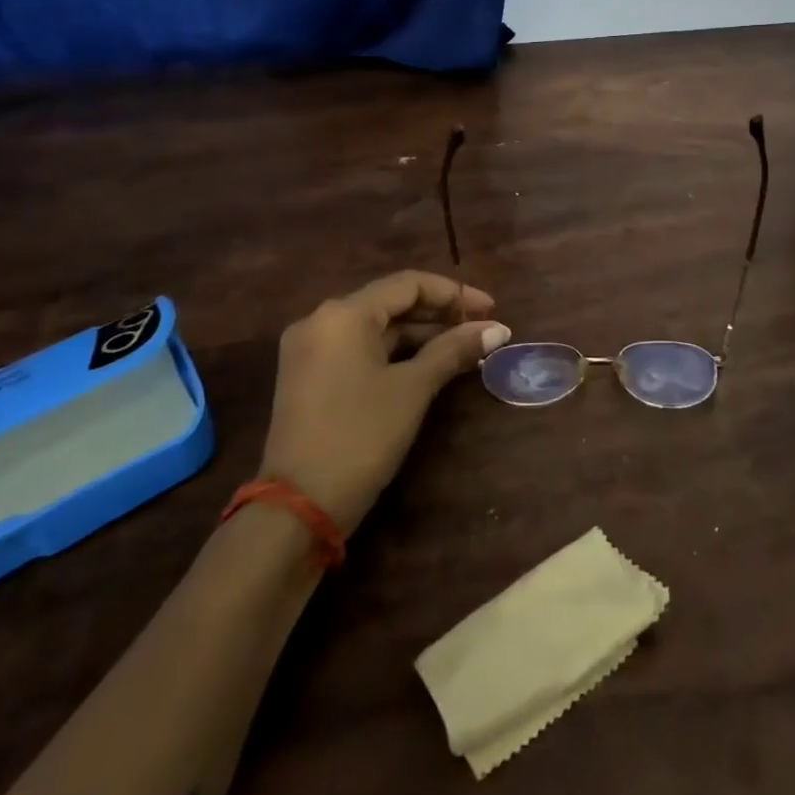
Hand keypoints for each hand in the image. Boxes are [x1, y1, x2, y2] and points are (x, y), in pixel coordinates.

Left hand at [260, 270, 508, 534]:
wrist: (297, 510)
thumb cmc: (360, 436)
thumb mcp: (413, 389)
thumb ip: (454, 350)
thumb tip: (497, 329)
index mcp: (343, 314)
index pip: (408, 284)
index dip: (454, 293)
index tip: (491, 310)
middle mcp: (321, 321)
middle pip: (391, 303)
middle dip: (440, 315)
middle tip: (481, 331)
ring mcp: (311, 351)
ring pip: (377, 328)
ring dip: (421, 336)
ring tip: (464, 351)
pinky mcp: (310, 378)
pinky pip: (361, 350)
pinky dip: (396, 354)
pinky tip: (430, 366)